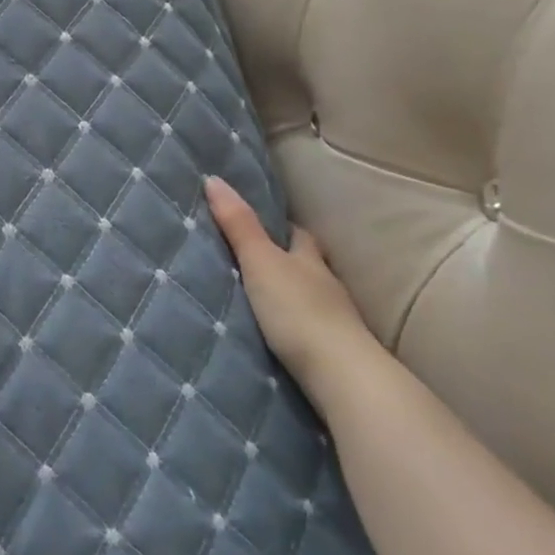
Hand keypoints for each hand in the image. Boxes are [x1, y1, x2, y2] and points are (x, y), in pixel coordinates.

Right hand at [203, 175, 384, 410]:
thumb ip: (238, 225)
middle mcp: (327, 285)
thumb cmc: (298, 310)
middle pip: (307, 266)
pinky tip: (277, 334)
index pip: (298, 235)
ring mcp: (335, 321)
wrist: (340, 375)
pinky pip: (309, 330)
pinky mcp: (332, 354)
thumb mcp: (260, 261)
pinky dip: (294, 327)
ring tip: (260, 298)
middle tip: (254, 261)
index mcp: (310, 259)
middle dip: (287, 262)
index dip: (281, 228)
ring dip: (291, 297)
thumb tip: (213, 178)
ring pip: (310, 299)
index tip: (260, 222)